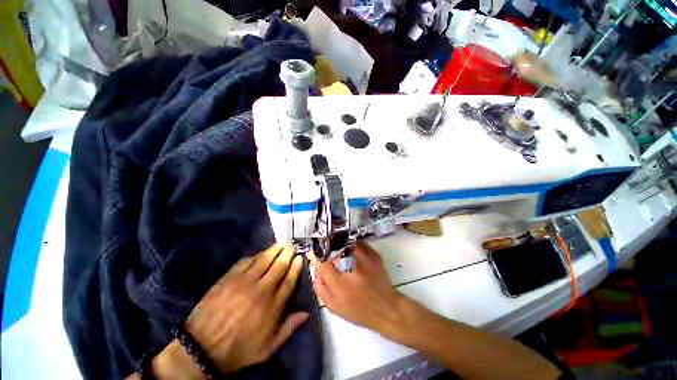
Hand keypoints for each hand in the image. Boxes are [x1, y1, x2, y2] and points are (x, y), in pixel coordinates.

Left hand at [185, 245, 307, 374]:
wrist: (202, 349)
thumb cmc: (239, 349)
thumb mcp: (268, 348)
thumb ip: (289, 329)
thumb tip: (306, 313)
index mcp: (272, 307)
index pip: (289, 281)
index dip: (296, 267)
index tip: (300, 258)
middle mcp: (262, 290)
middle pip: (279, 266)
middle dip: (287, 254)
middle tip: (291, 248)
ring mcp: (244, 282)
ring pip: (264, 260)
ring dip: (274, 250)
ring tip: (279, 245)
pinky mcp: (229, 278)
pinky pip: (246, 261)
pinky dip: (255, 256)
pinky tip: (259, 254)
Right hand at [313, 241, 404, 338]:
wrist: (386, 308)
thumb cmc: (358, 311)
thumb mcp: (334, 306)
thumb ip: (321, 287)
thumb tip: (317, 267)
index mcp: (340, 285)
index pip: (324, 264)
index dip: (320, 260)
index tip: (322, 261)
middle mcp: (353, 269)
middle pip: (335, 251)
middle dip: (330, 253)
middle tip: (332, 258)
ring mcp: (365, 260)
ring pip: (347, 243)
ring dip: (342, 247)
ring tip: (343, 254)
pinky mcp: (374, 255)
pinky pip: (359, 244)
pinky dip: (353, 246)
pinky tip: (353, 253)